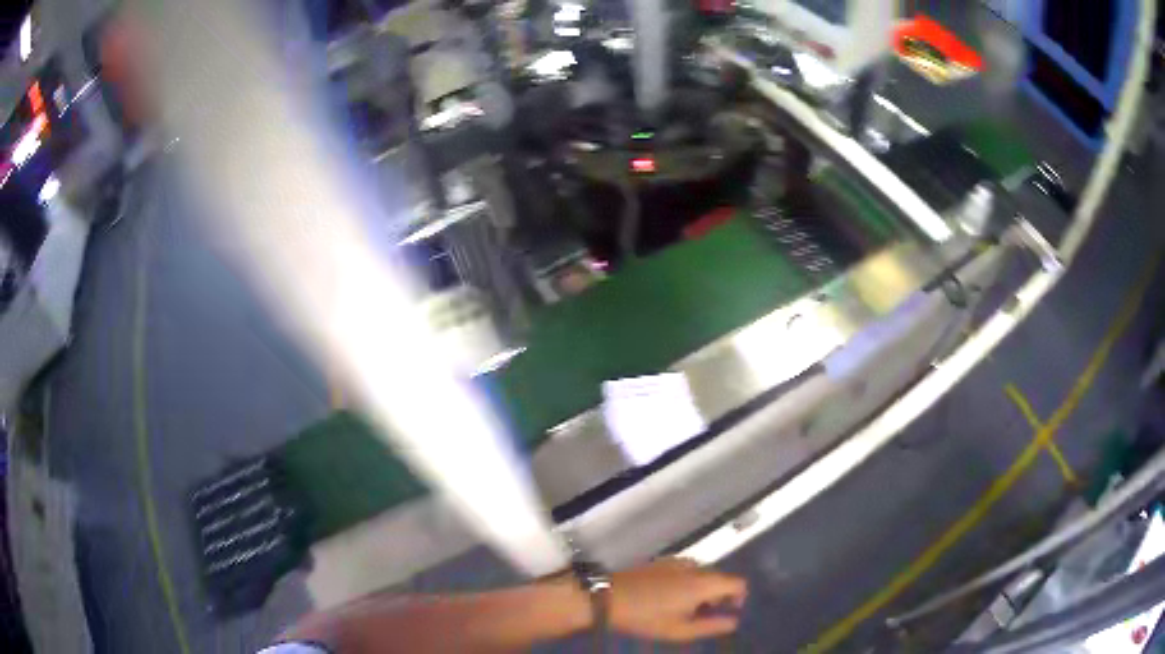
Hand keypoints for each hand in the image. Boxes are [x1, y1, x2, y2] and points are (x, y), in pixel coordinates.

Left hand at [608, 558, 747, 641]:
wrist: (608, 597)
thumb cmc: (646, 617)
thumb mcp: (680, 630)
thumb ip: (712, 626)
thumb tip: (734, 621)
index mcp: (704, 582)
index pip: (738, 582)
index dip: (739, 598)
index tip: (728, 613)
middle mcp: (696, 566)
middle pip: (721, 577)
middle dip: (720, 595)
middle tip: (704, 615)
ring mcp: (677, 561)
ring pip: (703, 573)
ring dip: (703, 589)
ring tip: (686, 609)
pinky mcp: (662, 561)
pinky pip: (687, 569)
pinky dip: (689, 581)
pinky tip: (670, 597)